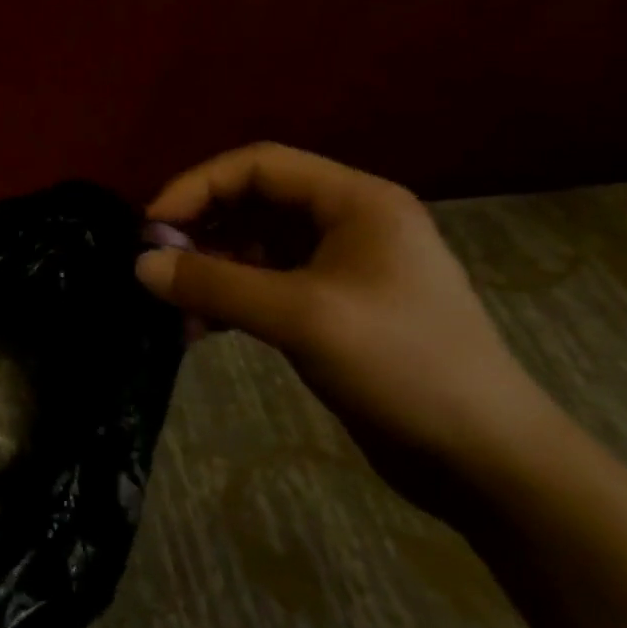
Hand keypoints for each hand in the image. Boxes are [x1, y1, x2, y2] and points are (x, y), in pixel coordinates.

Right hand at [135, 143, 559, 473]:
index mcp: (355, 201)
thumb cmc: (404, 367)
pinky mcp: (329, 307)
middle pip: (251, 202)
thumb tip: (139, 265)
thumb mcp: (302, 318)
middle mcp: (346, 222)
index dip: (198, 185)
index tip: (152, 226)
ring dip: (208, 269)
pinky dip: (227, 299)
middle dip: (199, 229)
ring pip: (252, 246)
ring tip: (175, 307)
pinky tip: (200, 329)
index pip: (258, 165)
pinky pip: (262, 284)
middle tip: (156, 265)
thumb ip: (215, 285)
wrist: (487, 462)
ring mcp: (338, 266)